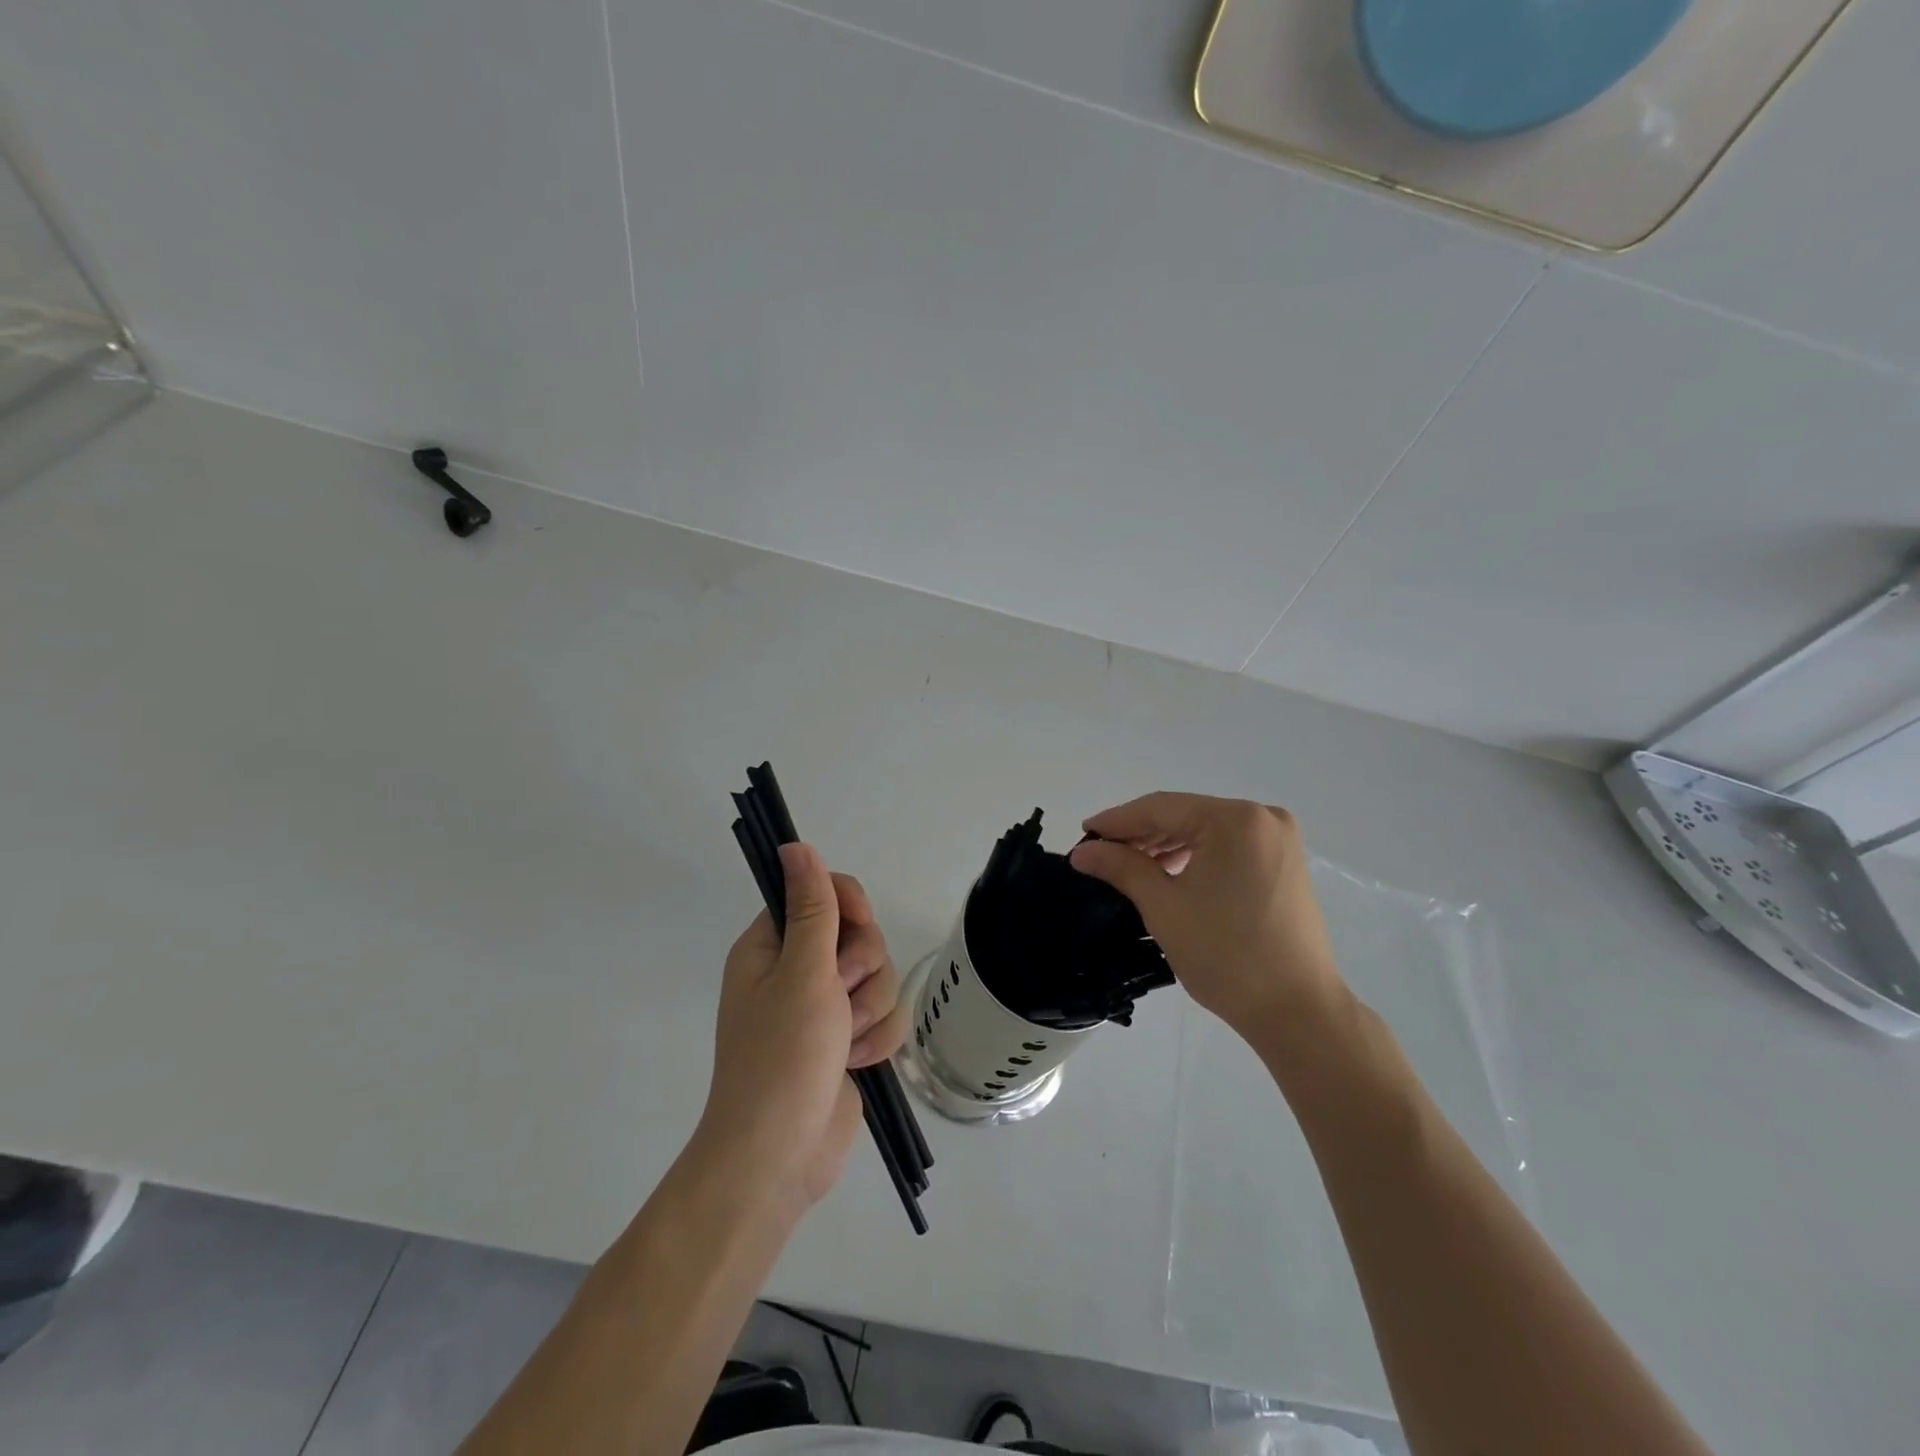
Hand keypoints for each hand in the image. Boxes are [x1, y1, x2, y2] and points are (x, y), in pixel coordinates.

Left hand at [695, 843, 907, 1220]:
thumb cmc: (783, 1057)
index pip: (822, 893)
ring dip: (870, 1009)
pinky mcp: (847, 1039)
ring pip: (879, 976)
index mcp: (772, 946)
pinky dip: (875, 1039)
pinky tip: (855, 1063)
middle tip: (839, 997)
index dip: (849, 905)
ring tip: (845, 1042)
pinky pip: (884, 1015)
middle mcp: (797, 970)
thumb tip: (795, 844)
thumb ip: (812, 907)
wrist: (781, 1156)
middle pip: (860, 936)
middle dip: (862, 969)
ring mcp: (824, 1007)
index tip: (859, 925)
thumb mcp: (802, 973)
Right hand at [1069, 793, 1348, 1051]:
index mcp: (1235, 820)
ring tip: (1127, 865)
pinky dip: (1195, 856)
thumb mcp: (1164, 907)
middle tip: (1099, 853)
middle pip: (1185, 815)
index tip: (1082, 834)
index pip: (1161, 808)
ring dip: (1166, 845)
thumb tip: (1082, 850)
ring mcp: (1278, 839)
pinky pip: (1227, 846)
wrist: (1297, 1011)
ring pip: (1205, 831)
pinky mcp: (1284, 862)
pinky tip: (1167, 871)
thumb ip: (1121, 867)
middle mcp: (1262, 817)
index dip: (1117, 821)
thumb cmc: (1226, 956)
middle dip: (1140, 834)